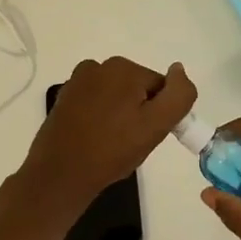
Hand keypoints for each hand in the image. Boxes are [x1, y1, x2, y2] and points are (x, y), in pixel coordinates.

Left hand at [21, 57, 196, 211]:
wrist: (61, 174)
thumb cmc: (112, 150)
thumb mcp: (156, 125)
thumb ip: (178, 95)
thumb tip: (179, 69)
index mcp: (124, 68)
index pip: (160, 87)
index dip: (160, 114)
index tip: (148, 136)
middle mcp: (98, 66)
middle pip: (137, 89)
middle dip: (139, 112)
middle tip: (130, 142)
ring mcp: (78, 81)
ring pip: (116, 96)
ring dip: (119, 114)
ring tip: (111, 143)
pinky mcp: (65, 98)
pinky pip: (95, 103)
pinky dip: (100, 116)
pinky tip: (94, 138)